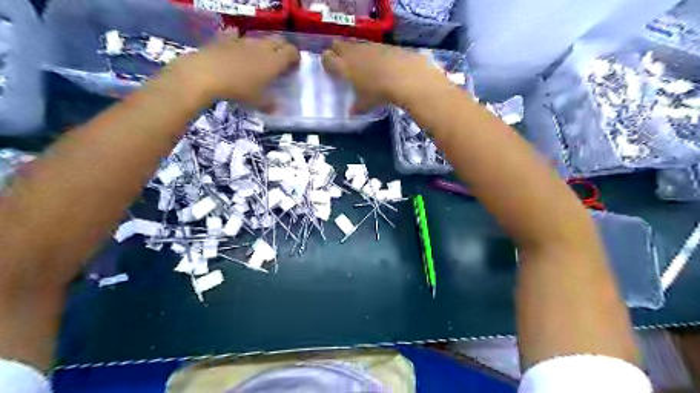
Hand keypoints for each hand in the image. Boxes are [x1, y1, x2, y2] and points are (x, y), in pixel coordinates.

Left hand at [171, 31, 299, 110]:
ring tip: (258, 60)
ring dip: (262, 47)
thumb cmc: (239, 89)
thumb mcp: (257, 102)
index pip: (291, 52)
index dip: (295, 58)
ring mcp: (243, 40)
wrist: (207, 74)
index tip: (294, 67)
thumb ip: (269, 104)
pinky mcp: (225, 38)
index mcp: (274, 61)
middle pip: (278, 41)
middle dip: (282, 49)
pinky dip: (239, 40)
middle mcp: (262, 47)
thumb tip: (276, 109)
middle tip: (280, 63)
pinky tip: (236, 48)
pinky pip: (236, 35)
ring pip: (259, 39)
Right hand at [323, 39, 447, 110]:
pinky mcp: (383, 44)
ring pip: (355, 45)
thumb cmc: (379, 92)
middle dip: (337, 51)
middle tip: (341, 61)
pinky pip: (371, 47)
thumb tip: (352, 113)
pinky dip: (371, 54)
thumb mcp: (366, 104)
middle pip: (338, 45)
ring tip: (361, 64)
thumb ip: (357, 107)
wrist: (405, 76)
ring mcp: (369, 46)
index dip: (326, 62)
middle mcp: (353, 52)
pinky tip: (379, 64)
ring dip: (355, 52)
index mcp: (344, 66)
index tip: (329, 68)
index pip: (327, 58)